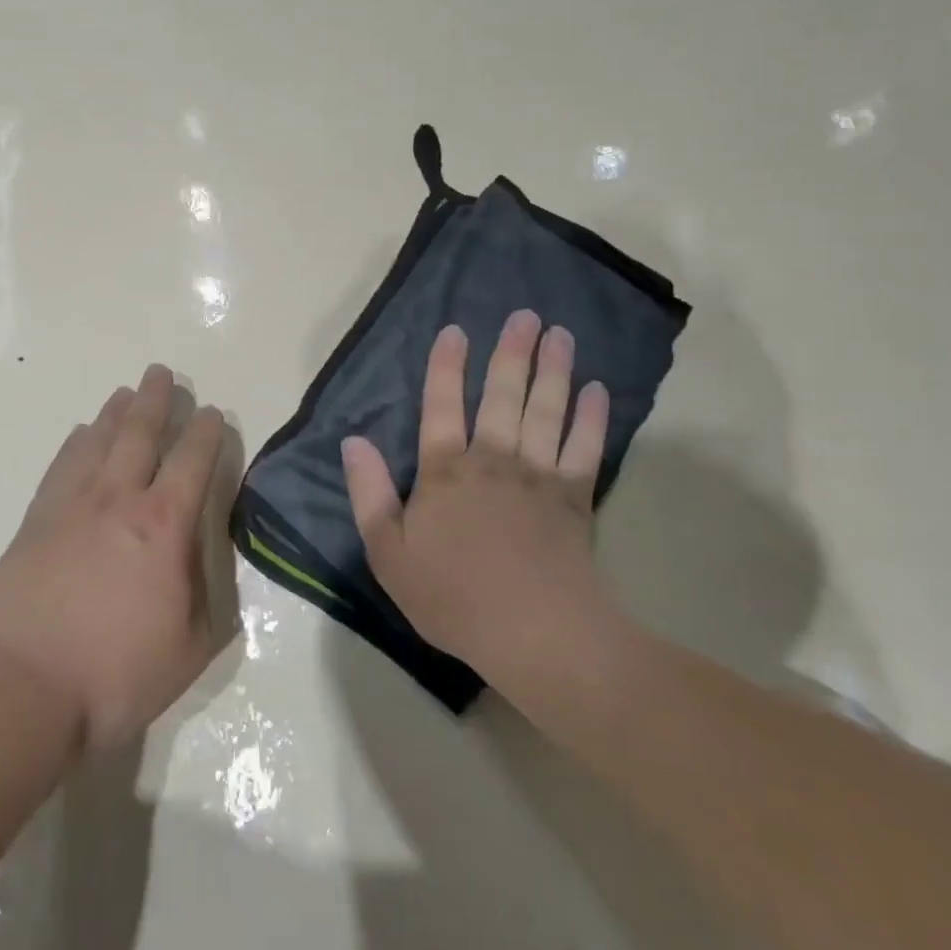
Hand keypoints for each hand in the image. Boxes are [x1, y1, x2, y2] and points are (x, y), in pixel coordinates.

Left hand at [0, 366, 227, 752]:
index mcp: (165, 525)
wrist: (21, 690)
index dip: (206, 432)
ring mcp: (72, 505)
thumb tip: (201, 551)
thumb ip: (207, 590)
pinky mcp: (36, 520)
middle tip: (162, 374)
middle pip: (141, 432)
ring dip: (116, 412)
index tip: (211, 413)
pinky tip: (82, 435)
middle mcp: (120, 499)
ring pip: (99, 440)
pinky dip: (76, 443)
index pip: (194, 460)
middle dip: (156, 400)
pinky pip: (62, 465)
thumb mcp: (192, 644)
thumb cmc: (117, 675)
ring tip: (126, 393)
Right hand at [340, 310, 635, 698]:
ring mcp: (539, 475)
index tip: (455, 330)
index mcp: (445, 471)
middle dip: (511, 352)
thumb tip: (353, 441)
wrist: (534, 634)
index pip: (441, 406)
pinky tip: (597, 391)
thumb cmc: (452, 596)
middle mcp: (492, 459)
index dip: (445, 366)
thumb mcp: (388, 552)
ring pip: (546, 410)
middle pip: (502, 395)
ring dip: (554, 370)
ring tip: (560, 334)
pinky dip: (592, 418)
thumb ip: (368, 493)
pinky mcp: (576, 497)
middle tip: (524, 315)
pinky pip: (585, 447)